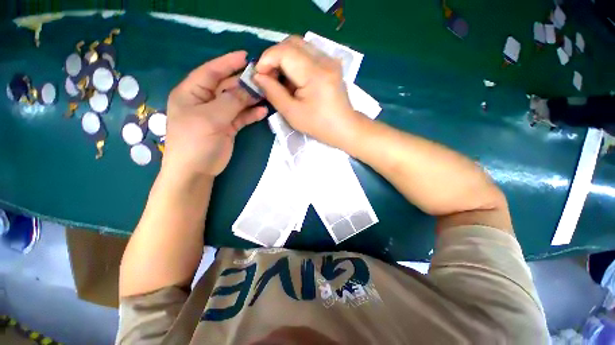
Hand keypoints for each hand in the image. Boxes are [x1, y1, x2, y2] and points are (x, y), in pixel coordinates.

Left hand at [164, 51, 266, 176]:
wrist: (196, 171)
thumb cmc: (195, 142)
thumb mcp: (211, 118)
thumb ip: (231, 101)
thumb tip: (250, 88)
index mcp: (191, 93)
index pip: (210, 72)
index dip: (227, 63)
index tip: (245, 57)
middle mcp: (205, 101)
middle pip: (227, 87)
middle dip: (244, 83)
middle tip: (263, 80)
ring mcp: (218, 115)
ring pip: (236, 102)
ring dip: (250, 99)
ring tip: (267, 95)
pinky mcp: (228, 127)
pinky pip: (241, 117)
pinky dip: (251, 114)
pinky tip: (262, 112)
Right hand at [253, 36, 361, 148]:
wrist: (344, 128)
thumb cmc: (319, 125)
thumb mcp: (292, 113)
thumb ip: (273, 92)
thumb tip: (258, 76)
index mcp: (315, 74)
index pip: (284, 51)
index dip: (266, 59)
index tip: (259, 75)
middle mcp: (325, 60)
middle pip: (292, 43)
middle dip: (274, 57)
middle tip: (269, 77)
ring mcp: (330, 60)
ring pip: (300, 46)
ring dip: (285, 59)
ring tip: (281, 80)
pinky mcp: (331, 64)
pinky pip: (308, 54)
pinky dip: (296, 63)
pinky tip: (295, 80)